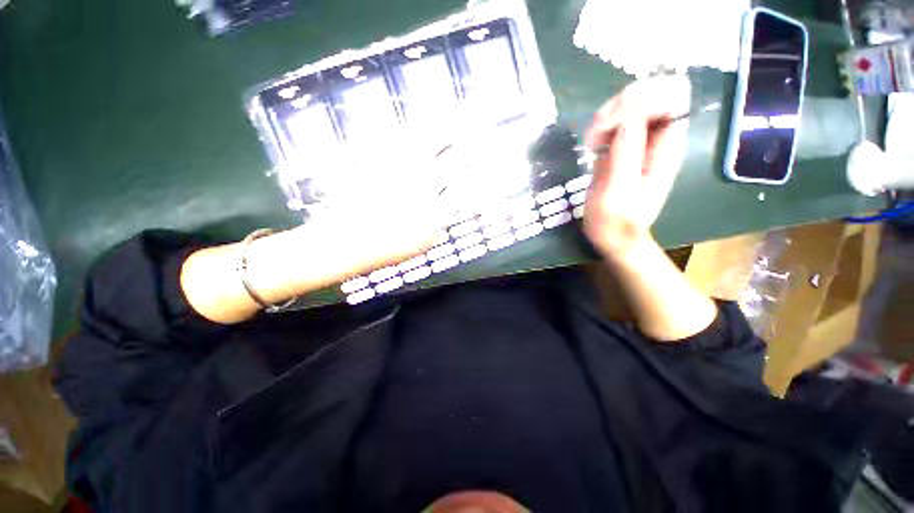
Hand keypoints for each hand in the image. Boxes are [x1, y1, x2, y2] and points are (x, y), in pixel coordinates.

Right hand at [583, 75, 690, 259]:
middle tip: (596, 135)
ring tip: (591, 143)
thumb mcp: (618, 191)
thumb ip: (625, 154)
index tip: (611, 126)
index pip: (669, 96)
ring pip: (629, 104)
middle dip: (618, 107)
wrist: (613, 237)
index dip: (639, 100)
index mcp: (666, 146)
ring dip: (606, 116)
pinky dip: (600, 126)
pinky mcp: (623, 148)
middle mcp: (657, 138)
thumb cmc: (616, 221)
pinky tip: (591, 145)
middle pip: (648, 94)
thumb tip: (626, 117)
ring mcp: (640, 142)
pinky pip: (615, 121)